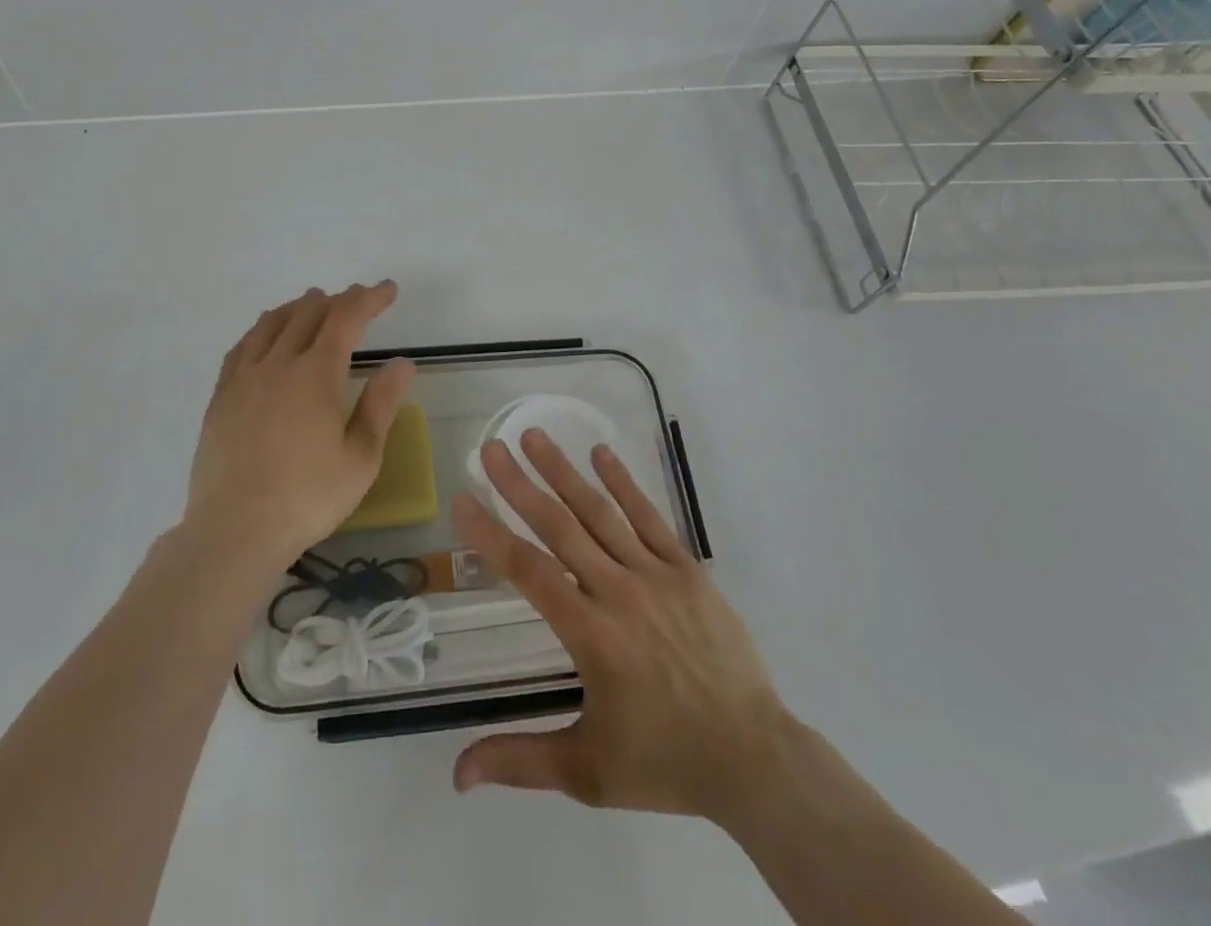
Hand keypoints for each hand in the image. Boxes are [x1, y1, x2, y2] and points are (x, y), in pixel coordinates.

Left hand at [186, 282, 415, 567]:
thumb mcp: (361, 457)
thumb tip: (402, 362)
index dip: (369, 298)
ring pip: (271, 323)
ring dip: (298, 307)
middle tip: (357, 301)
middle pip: (308, 312)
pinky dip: (262, 330)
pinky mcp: (221, 397)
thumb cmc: (308, 497)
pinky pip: (242, 347)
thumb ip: (381, 404)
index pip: (346, 318)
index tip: (388, 289)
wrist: (235, 531)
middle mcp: (278, 364)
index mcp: (316, 375)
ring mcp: (244, 378)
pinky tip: (266, 337)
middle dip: (337, 300)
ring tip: (313, 305)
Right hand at [451, 430, 792, 824]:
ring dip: (564, 472)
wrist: (753, 756)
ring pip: (601, 513)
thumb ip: (521, 760)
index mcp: (592, 636)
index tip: (463, 501)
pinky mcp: (686, 569)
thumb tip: (457, 773)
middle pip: (560, 528)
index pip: (529, 573)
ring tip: (535, 437)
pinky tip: (601, 454)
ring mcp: (656, 575)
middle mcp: (619, 593)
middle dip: (520, 486)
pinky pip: (650, 518)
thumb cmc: (664, 761)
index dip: (492, 535)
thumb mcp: (588, 772)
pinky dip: (624, 484)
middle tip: (493, 448)